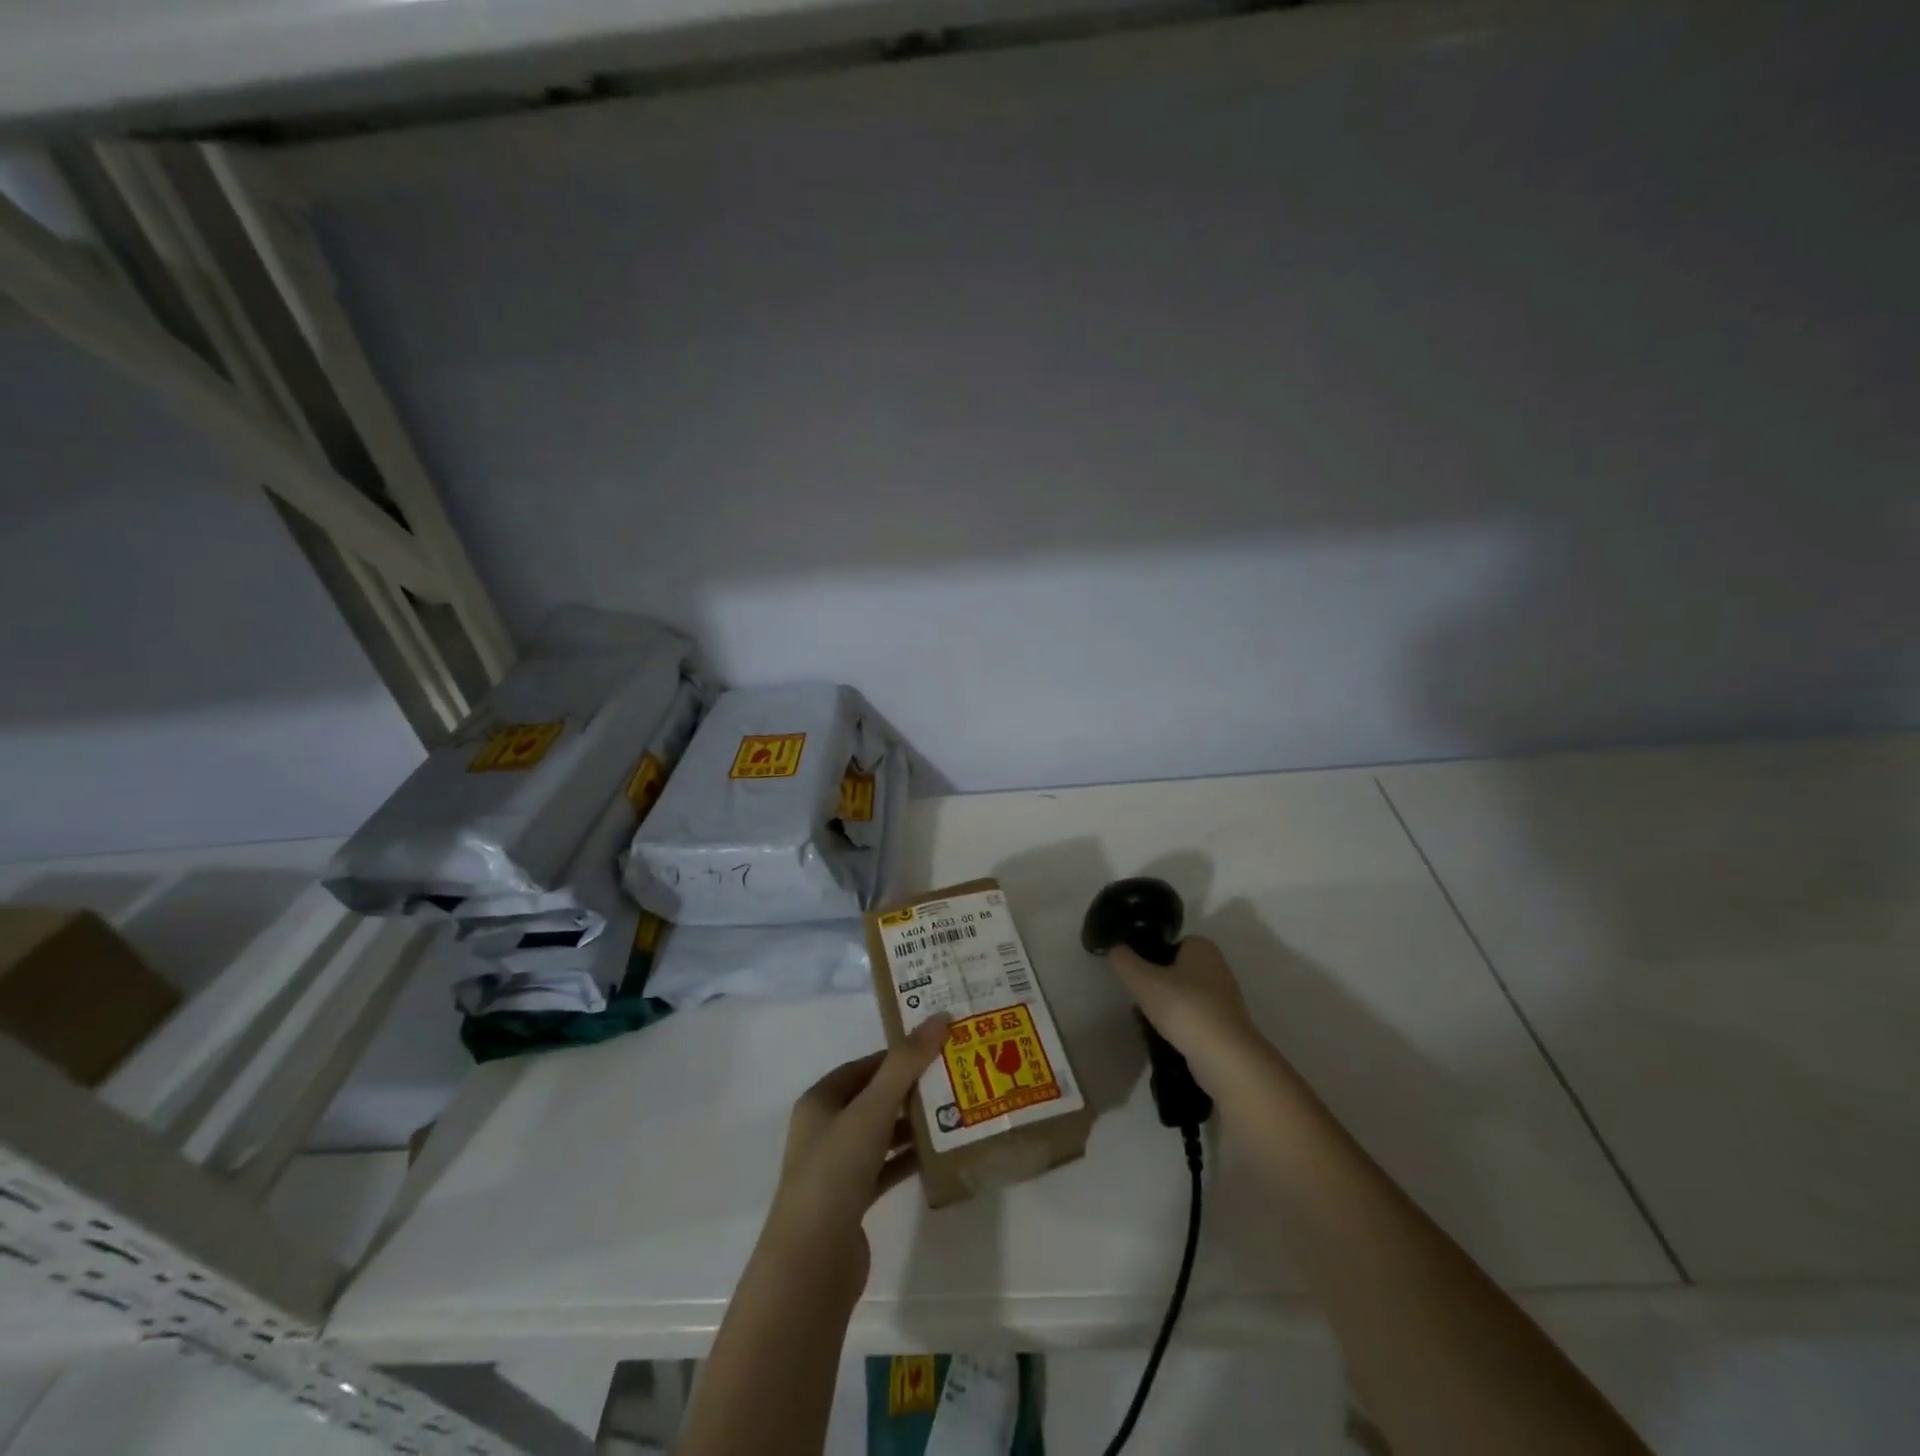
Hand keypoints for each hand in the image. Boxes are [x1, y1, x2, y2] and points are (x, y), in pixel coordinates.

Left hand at [760, 1015, 951, 1291]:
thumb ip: (906, 1064)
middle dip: (911, 1088)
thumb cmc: (835, 1172)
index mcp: (820, 1101)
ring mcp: (837, 1167)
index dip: (898, 1054)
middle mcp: (825, 1129)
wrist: (811, 1264)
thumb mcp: (872, 1110)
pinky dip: (909, 1158)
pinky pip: (886, 1168)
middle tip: (954, 1076)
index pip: (864, 1066)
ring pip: (882, 1133)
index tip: (937, 1047)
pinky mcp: (852, 1201)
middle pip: (874, 1098)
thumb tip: (940, 1017)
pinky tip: (940, 1154)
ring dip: (913, 1123)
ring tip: (956, 1111)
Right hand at [1105, 935, 1260, 1074]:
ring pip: (1182, 996)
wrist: (1226, 1059)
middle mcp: (1217, 968)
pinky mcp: (1225, 1027)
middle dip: (1154, 984)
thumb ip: (1122, 960)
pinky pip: (1192, 1018)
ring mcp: (1223, 999)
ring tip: (1144, 1021)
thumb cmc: (1185, 1008)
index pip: (1168, 943)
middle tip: (1136, 998)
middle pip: (1174, 970)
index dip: (1147, 955)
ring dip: (1164, 1007)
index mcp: (1202, 947)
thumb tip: (1113, 949)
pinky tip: (1162, 1038)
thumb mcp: (1142, 980)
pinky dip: (1177, 1025)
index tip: (1133, 974)